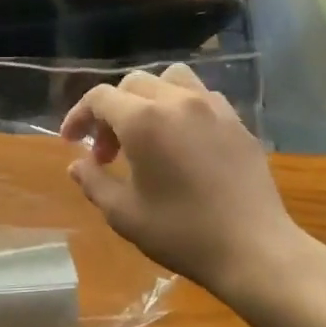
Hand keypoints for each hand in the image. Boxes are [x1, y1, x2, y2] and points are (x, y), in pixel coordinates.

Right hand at [61, 65, 315, 305]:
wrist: (253, 247)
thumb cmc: (182, 233)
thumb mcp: (125, 214)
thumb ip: (94, 182)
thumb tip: (77, 164)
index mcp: (144, 120)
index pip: (100, 97)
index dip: (79, 115)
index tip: (72, 141)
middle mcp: (177, 101)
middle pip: (133, 83)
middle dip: (112, 112)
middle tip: (108, 153)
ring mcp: (212, 106)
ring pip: (171, 79)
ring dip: (149, 98)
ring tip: (147, 133)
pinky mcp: (237, 120)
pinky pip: (201, 96)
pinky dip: (182, 106)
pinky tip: (183, 140)